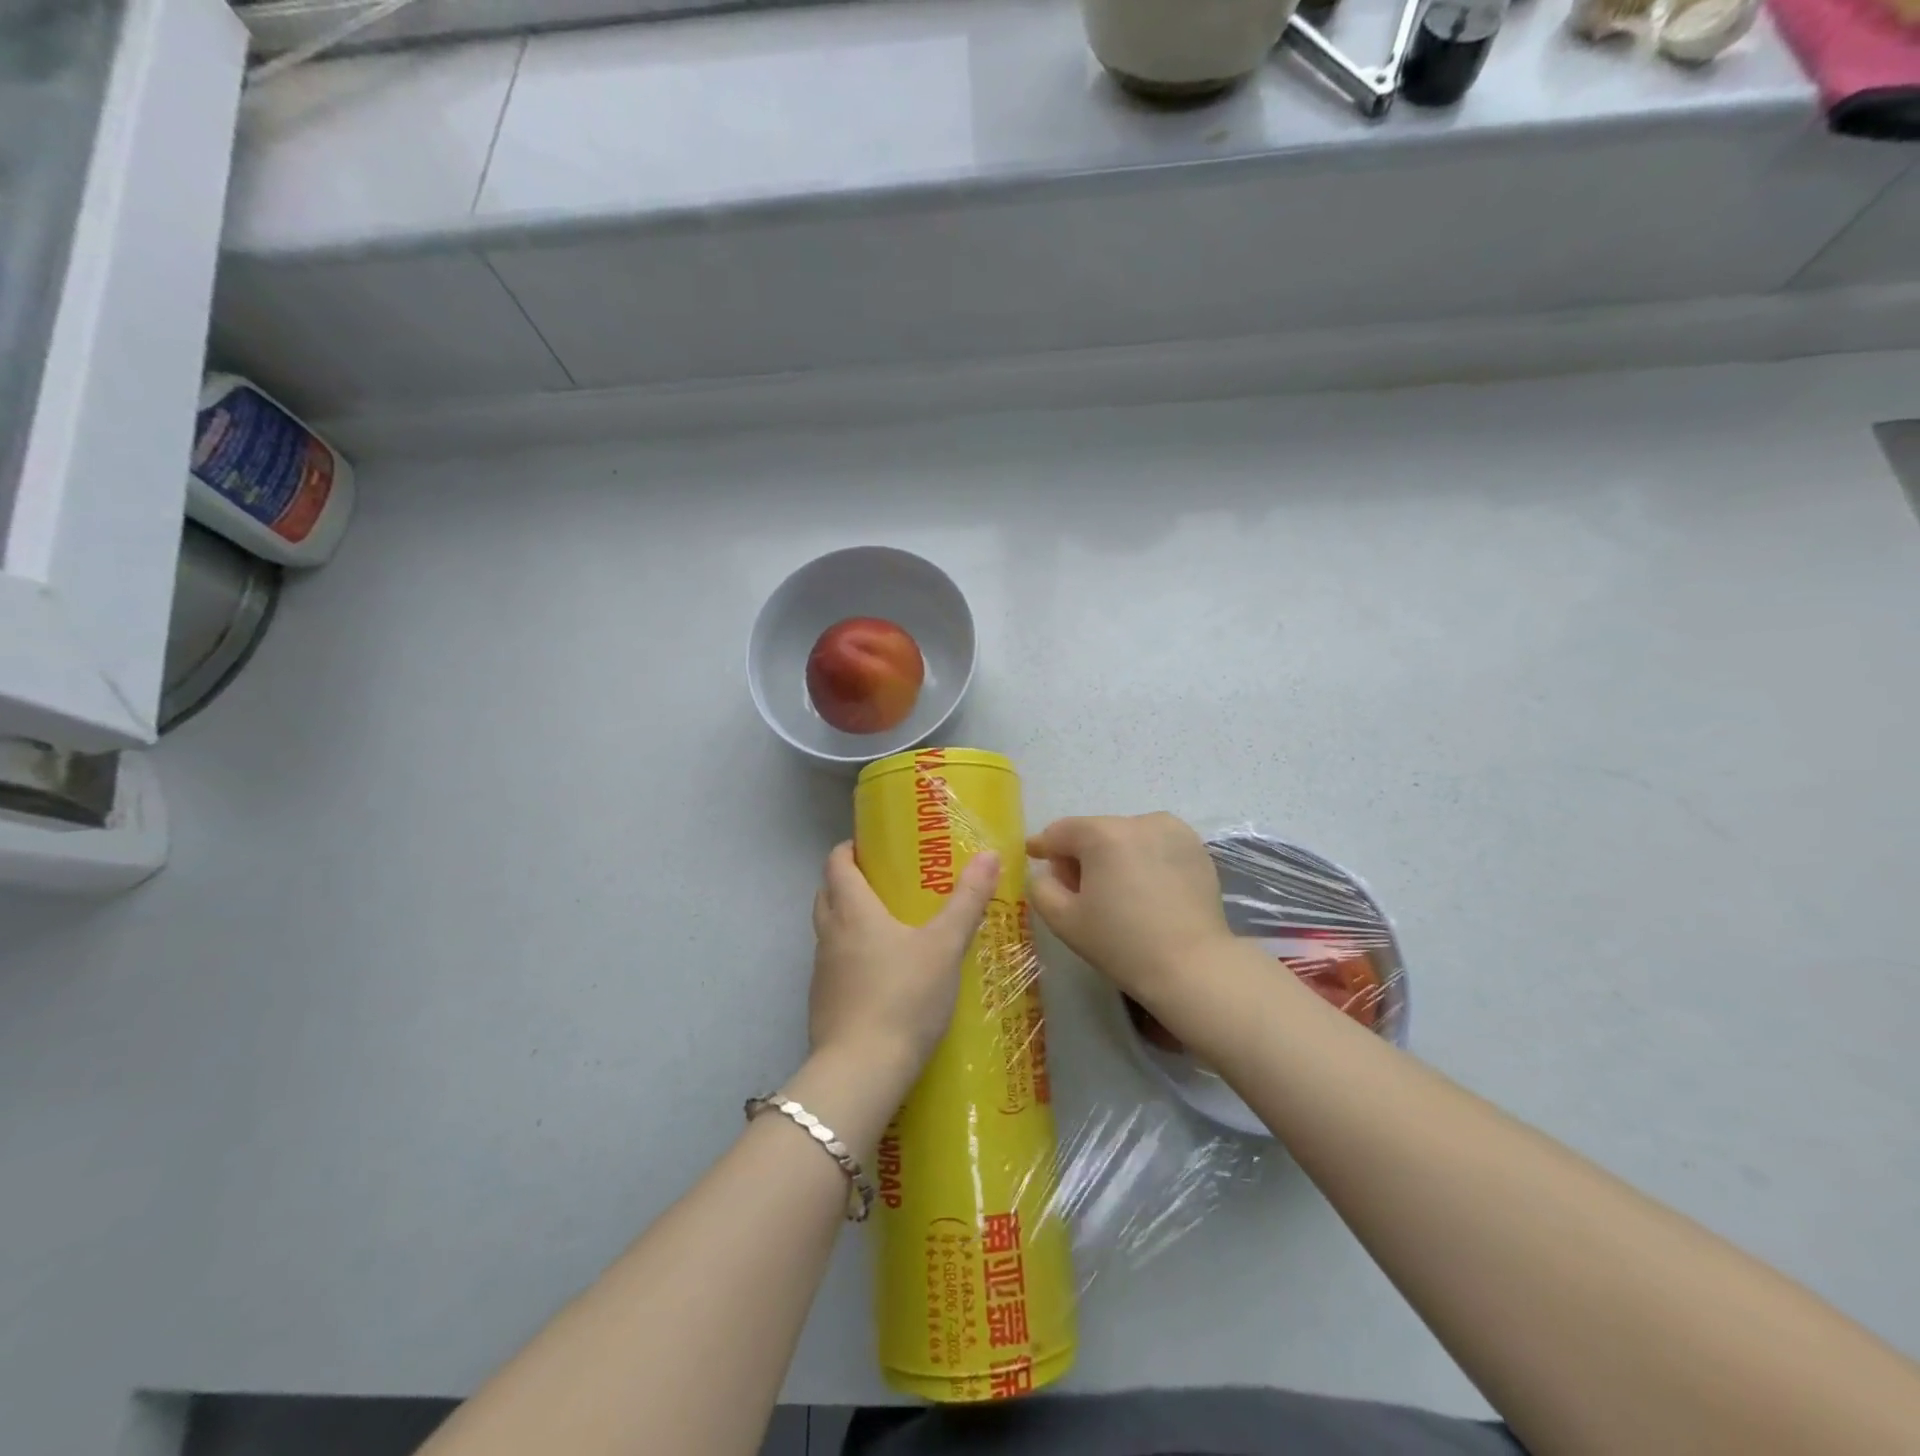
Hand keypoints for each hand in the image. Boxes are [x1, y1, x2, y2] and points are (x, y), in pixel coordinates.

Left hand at [809, 842, 1000, 1077]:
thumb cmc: (904, 997)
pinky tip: (881, 975)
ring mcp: (821, 971)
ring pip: (829, 930)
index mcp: (852, 910)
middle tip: (885, 882)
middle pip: (827, 893)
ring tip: (888, 926)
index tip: (871, 846)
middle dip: (849, 881)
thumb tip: (990, 855)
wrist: (861, 1071)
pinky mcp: (823, 1003)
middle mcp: (829, 934)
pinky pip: (834, 964)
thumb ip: (967, 901)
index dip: (849, 849)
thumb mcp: (945, 946)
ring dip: (849, 919)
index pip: (836, 863)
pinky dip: (850, 956)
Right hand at [1026, 813, 1233, 1008]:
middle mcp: (1139, 821)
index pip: (1060, 832)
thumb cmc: (1122, 944)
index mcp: (1103, 834)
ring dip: (1114, 856)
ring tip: (1117, 892)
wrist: (1193, 967)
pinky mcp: (1196, 847)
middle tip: (1078, 891)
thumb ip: (1041, 887)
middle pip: (1094, 832)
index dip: (1043, 846)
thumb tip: (1049, 872)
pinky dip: (1143, 860)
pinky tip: (1147, 891)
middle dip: (1081, 856)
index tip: (1033, 855)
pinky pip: (1155, 845)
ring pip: (1126, 837)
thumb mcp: (1063, 920)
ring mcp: (1173, 831)